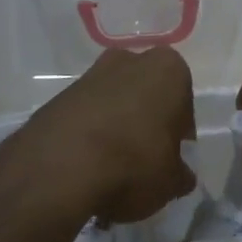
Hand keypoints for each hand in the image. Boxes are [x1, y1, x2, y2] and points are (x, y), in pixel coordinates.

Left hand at [13, 47, 196, 223]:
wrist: (59, 168)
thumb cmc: (134, 163)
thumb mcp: (172, 180)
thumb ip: (180, 174)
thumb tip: (179, 175)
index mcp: (169, 70)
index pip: (183, 106)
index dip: (178, 137)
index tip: (169, 161)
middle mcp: (130, 61)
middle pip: (146, 97)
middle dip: (145, 124)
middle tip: (143, 162)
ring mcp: (90, 75)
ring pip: (114, 105)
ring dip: (116, 130)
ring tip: (111, 171)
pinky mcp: (58, 96)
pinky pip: (85, 117)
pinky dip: (88, 137)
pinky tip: (86, 169)